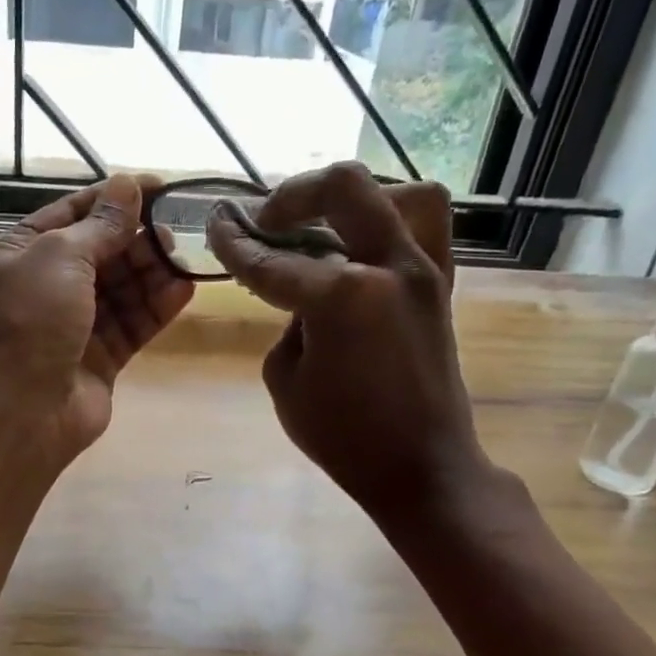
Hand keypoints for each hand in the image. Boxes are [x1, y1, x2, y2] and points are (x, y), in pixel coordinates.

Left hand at [0, 173, 193, 466]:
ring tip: (183, 256)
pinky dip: (155, 307)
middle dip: (135, 238)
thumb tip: (127, 185)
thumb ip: (99, 224)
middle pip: (99, 252)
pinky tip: (184, 289)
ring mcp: (71, 326)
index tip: (158, 186)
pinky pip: (131, 325)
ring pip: (119, 289)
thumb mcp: (59, 257)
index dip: (114, 198)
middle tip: (174, 228)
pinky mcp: (98, 359)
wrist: (20, 413)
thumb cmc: (29, 322)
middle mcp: (43, 288)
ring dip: (150, 271)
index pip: (71, 215)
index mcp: (17, 255)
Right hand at [207, 161, 489, 517]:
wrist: (421, 467)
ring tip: (322, 227)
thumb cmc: (344, 437)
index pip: (272, 260)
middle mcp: (388, 266)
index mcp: (341, 297)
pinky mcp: (441, 285)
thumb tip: (301, 294)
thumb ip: (287, 323)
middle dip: (292, 196)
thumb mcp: (285, 381)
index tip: (215, 226)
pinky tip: (361, 245)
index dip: (235, 245)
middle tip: (266, 221)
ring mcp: (424, 270)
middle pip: (341, 188)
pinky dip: (390, 220)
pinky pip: (424, 227)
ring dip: (349, 201)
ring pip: (396, 193)